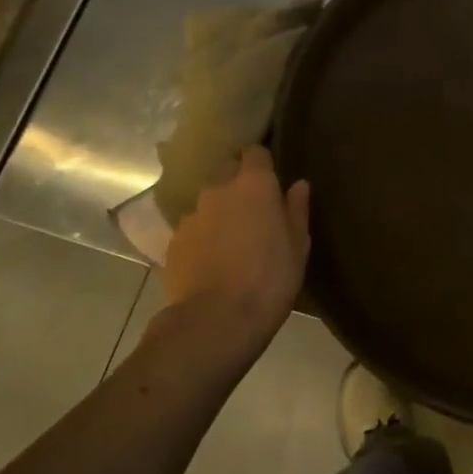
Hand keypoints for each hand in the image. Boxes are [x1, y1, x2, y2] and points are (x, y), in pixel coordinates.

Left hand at [161, 148, 309, 362]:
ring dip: (220, 213)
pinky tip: (212, 262)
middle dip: (239, 184)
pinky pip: (193, 229)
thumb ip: (296, 210)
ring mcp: (191, 215)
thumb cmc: (270, 279)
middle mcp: (218, 190)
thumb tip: (298, 185)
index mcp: (254, 184)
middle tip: (255, 211)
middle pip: (227, 172)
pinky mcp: (173, 242)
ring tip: (232, 242)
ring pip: (208, 203)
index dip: (263, 164)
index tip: (272, 179)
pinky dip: (203, 237)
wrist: (216, 321)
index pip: (255, 153)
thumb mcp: (298, 246)